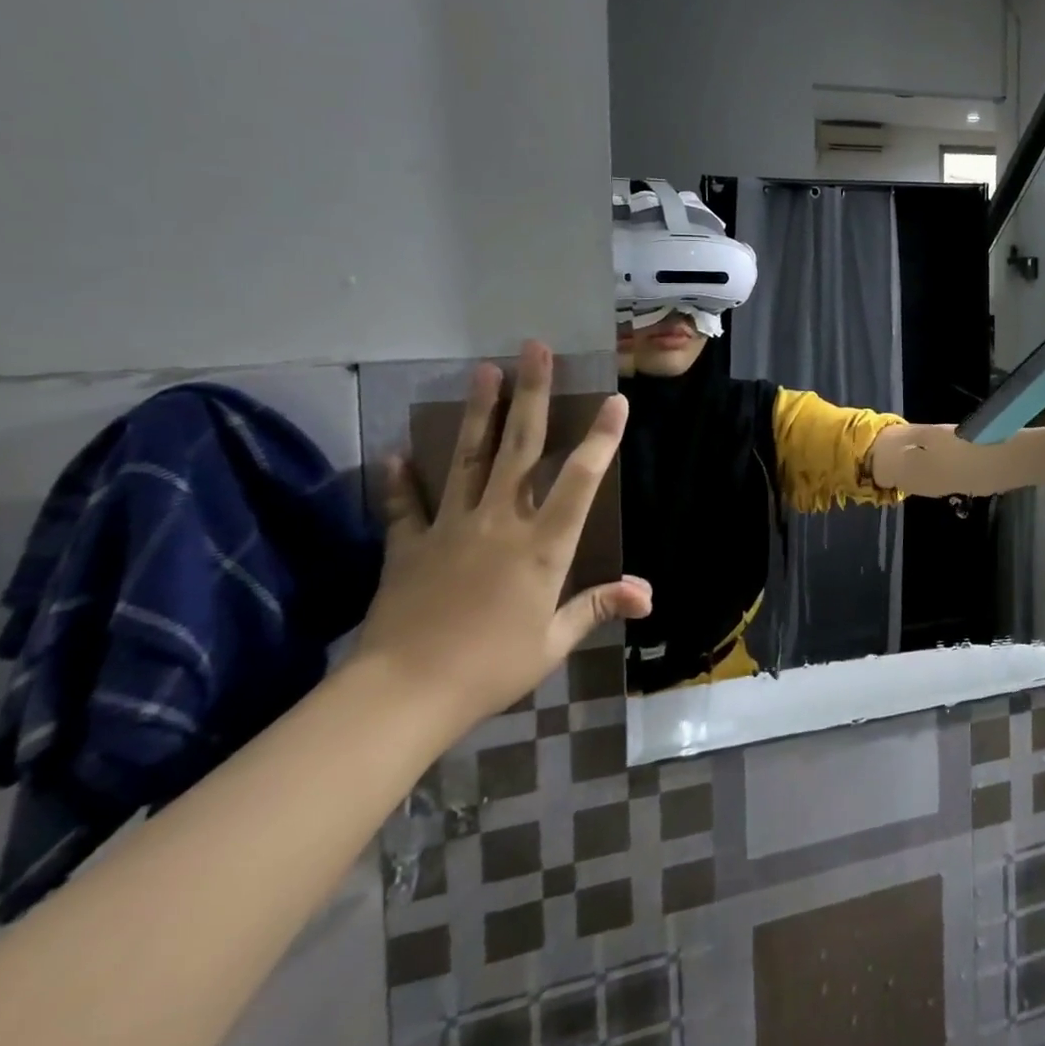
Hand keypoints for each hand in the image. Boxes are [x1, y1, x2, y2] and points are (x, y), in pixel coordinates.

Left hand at [355, 341, 651, 727]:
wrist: (401, 696)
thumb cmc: (490, 668)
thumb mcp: (553, 641)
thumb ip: (598, 606)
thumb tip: (648, 594)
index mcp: (542, 545)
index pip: (580, 479)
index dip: (601, 438)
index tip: (616, 401)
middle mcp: (500, 521)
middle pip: (520, 447)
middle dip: (532, 394)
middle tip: (534, 349)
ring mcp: (451, 528)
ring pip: (468, 458)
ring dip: (480, 412)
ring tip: (484, 370)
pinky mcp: (409, 545)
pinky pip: (406, 505)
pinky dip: (402, 480)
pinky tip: (396, 453)